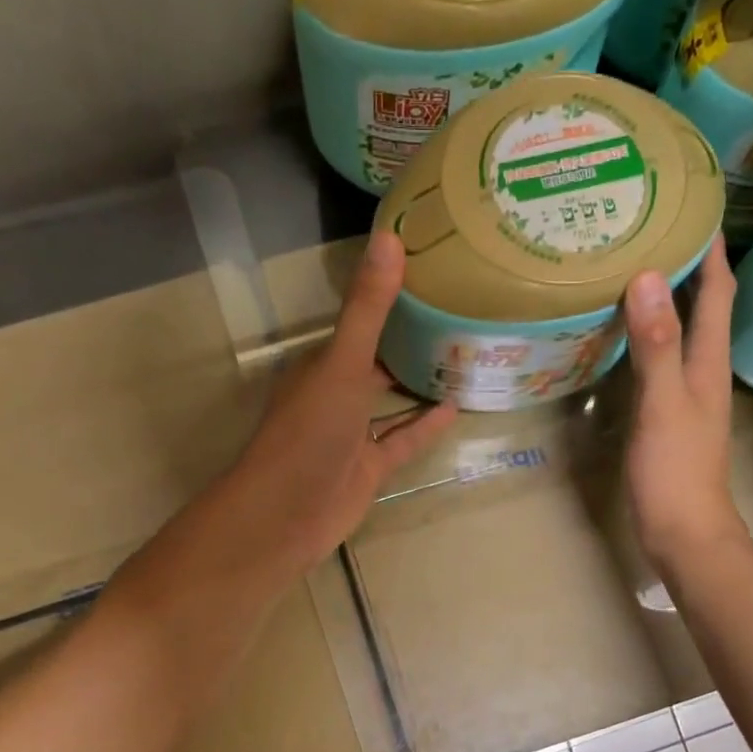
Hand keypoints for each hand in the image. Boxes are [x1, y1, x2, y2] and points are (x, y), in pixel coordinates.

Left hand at [225, 232, 457, 569]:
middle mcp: (335, 394)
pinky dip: (425, 426)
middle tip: (457, 314)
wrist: (289, 513)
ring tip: (463, 357)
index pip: (357, 322)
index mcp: (321, 364)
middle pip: (376, 361)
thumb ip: (367, 309)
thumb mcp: (342, 364)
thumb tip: (390, 237)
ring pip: (390, 402)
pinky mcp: (369, 468)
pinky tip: (455, 406)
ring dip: (419, 384)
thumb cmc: (310, 432)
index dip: (388, 299)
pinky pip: (402, 440)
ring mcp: (352, 434)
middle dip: (408, 341)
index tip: (429, 276)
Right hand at [623, 237, 745, 567]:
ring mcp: (685, 395)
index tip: (691, 205)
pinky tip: (622, 335)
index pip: (717, 291)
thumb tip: (648, 277)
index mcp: (708, 361)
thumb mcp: (663, 404)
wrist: (682, 532)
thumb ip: (656, 345)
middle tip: (651, 228)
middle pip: (702, 306)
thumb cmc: (675, 471)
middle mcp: (702, 371)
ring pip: (680, 333)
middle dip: (685, 265)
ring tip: (633, 268)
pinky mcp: (666, 416)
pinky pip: (659, 361)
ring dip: (665, 300)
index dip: (709, 249)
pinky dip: (646, 338)